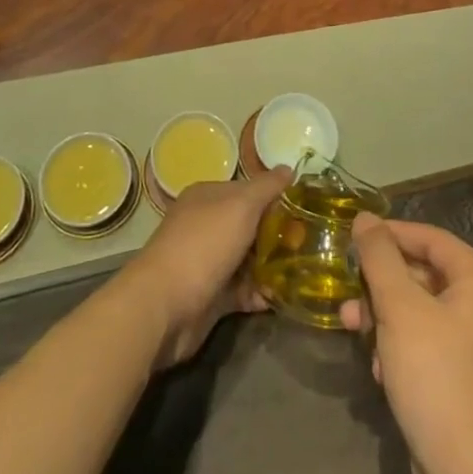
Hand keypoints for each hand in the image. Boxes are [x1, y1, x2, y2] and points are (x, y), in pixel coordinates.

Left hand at [118, 166, 289, 366]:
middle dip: (276, 234)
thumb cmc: (204, 244)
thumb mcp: (241, 205)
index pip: (246, 190)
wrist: (164, 305)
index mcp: (207, 197)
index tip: (302, 209)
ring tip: (301, 272)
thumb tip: (288, 168)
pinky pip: (241, 291)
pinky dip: (259, 294)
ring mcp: (206, 262)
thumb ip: (266, 187)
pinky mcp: (210, 296)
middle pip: (248, 226)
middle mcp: (205, 226)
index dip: (273, 198)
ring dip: (270, 266)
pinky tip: (279, 298)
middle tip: (308, 242)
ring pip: (246, 259)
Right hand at [340, 215, 472, 473]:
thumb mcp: (400, 308)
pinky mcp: (463, 380)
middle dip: (381, 284)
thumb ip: (379, 258)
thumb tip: (364, 218)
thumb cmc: (437, 377)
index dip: (390, 233)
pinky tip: (378, 371)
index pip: (431, 238)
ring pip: (419, 312)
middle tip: (347, 292)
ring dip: (383, 318)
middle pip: (423, 275)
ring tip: (353, 331)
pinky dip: (398, 349)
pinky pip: (425, 345)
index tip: (352, 237)